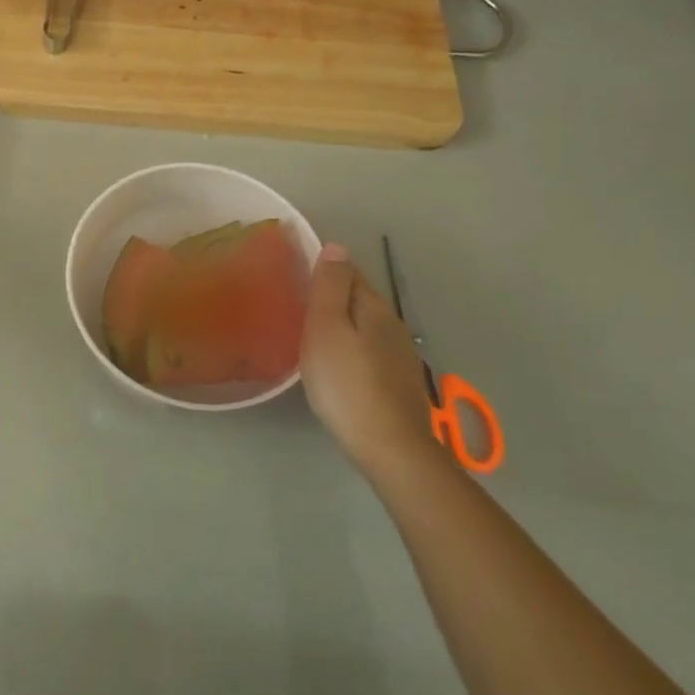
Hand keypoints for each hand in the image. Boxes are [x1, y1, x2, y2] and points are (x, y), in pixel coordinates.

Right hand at [301, 243, 440, 472]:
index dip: (324, 269)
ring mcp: (399, 356)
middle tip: (296, 305)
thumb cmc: (346, 383)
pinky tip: (336, 366)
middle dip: (332, 297)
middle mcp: (393, 325)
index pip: (349, 272)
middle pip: (359, 299)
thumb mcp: (326, 328)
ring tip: (311, 335)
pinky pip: (369, 353)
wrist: (389, 447)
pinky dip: (351, 350)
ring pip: (365, 327)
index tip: (296, 275)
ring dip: (342, 325)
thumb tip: (336, 246)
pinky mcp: (398, 384)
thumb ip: (329, 287)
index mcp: (374, 307)